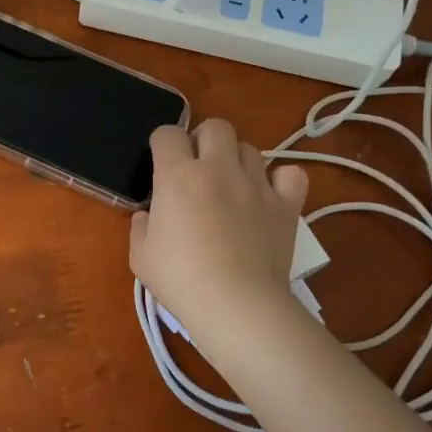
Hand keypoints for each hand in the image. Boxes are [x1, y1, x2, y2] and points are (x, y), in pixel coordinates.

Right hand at [130, 120, 309, 346]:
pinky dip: (280, 179)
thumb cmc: (180, 280)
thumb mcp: (141, 256)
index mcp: (177, 175)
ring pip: (250, 148)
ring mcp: (256, 184)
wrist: (236, 305)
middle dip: (204, 140)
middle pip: (215, 126)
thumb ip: (140, 227)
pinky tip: (268, 195)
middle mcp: (218, 169)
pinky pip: (290, 174)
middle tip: (198, 168)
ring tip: (232, 185)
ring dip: (237, 160)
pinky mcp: (285, 205)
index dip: (163, 144)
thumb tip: (148, 215)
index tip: (161, 163)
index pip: (168, 134)